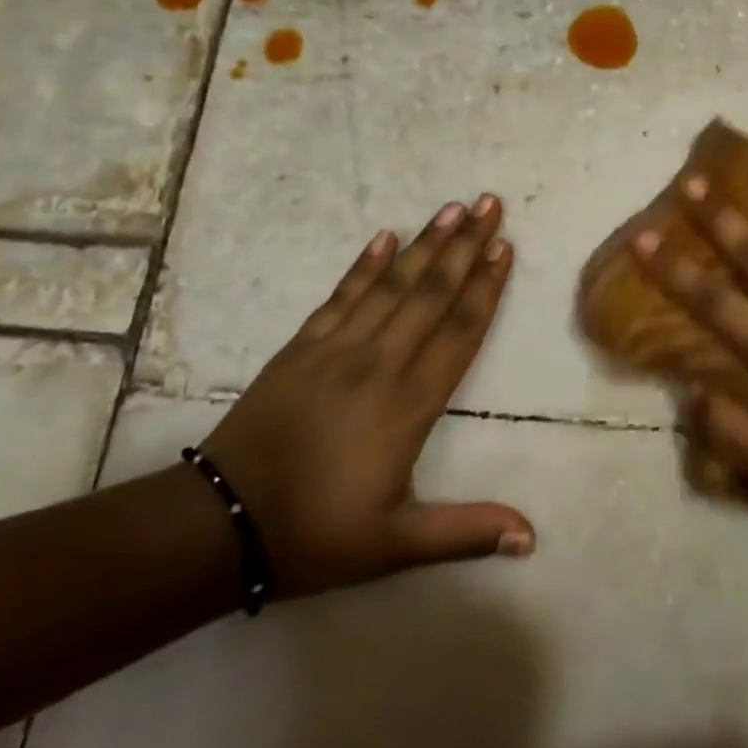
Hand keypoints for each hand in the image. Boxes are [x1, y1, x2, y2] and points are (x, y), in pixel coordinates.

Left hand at [198, 195, 534, 597]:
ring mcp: (337, 349)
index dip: (486, 286)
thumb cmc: (314, 534)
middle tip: (489, 203)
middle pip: (431, 292)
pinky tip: (384, 238)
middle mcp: (380, 363)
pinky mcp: (301, 347)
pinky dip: (364, 265)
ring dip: (425, 243)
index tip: (505, 247)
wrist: (216, 525)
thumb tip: (531, 538)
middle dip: (465, 245)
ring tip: (452, 208)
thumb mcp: (394, 544)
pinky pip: (341, 296)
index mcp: (409, 403)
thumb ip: (465, 532)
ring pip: (392, 285)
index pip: (459, 331)